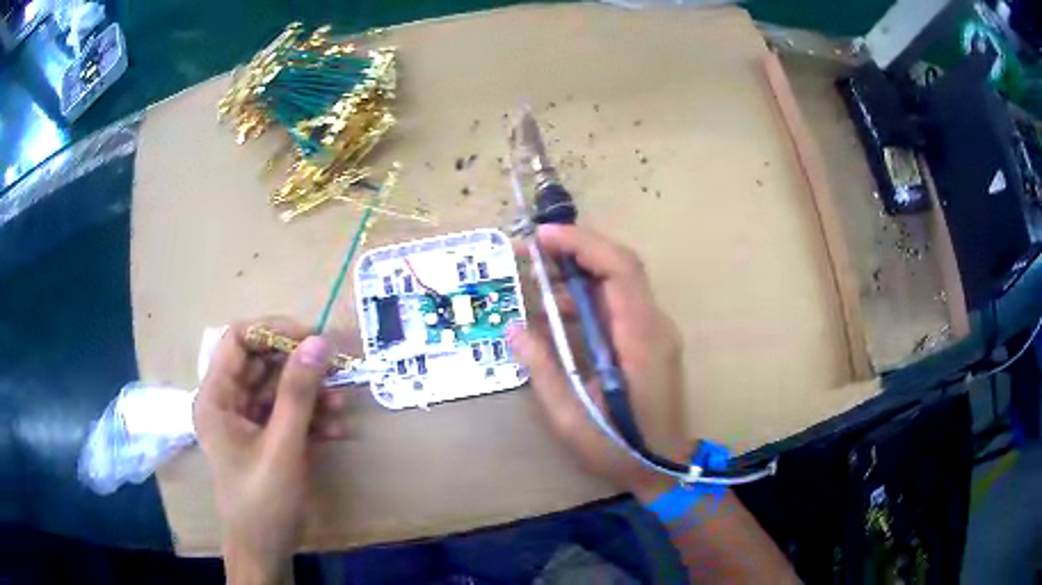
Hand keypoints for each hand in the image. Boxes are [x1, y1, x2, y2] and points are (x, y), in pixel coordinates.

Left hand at [194, 318, 346, 584]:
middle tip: (336, 368)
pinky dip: (311, 418)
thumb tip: (319, 342)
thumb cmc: (263, 500)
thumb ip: (298, 393)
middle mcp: (227, 401)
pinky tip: (338, 430)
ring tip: (342, 405)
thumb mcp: (282, 446)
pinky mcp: (263, 437)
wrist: (265, 549)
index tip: (312, 337)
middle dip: (299, 366)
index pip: (238, 340)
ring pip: (278, 389)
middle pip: (262, 363)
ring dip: (311, 394)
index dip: (273, 331)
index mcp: (216, 397)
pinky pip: (286, 414)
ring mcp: (245, 420)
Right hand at [509, 225, 688, 501]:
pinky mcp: (650, 341)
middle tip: (531, 250)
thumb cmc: (619, 449)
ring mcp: (656, 332)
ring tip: (536, 276)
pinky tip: (557, 310)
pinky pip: (619, 305)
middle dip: (576, 248)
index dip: (582, 244)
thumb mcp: (571, 417)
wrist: (663, 469)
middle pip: (621, 266)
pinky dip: (588, 296)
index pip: (620, 269)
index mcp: (641, 339)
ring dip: (580, 272)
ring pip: (620, 283)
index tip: (542, 238)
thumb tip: (514, 328)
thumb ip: (543, 370)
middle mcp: (655, 325)